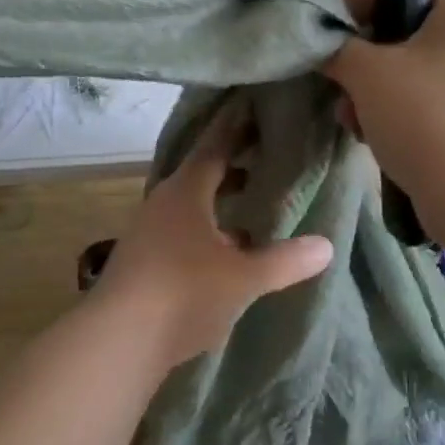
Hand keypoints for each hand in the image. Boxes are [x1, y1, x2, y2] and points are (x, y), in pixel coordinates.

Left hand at [90, 107, 333, 372]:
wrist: (118, 340)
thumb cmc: (184, 294)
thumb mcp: (243, 278)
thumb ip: (284, 261)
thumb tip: (326, 245)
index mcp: (186, 192)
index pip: (215, 146)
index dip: (236, 126)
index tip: (253, 105)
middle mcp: (163, 203)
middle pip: (202, 173)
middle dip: (234, 165)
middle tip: (267, 155)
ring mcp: (148, 231)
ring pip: (191, 204)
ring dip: (220, 200)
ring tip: (252, 204)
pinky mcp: (143, 260)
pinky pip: (182, 229)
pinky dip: (207, 228)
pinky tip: (226, 249)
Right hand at [321, 0, 444, 207]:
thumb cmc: (426, 117)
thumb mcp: (367, 73)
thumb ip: (338, 48)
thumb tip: (325, 45)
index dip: (362, 2)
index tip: (328, 31)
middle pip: (410, 33)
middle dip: (365, 60)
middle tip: (337, 83)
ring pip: (417, 74)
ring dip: (376, 93)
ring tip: (350, 119)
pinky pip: (432, 104)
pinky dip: (401, 115)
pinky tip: (374, 138)